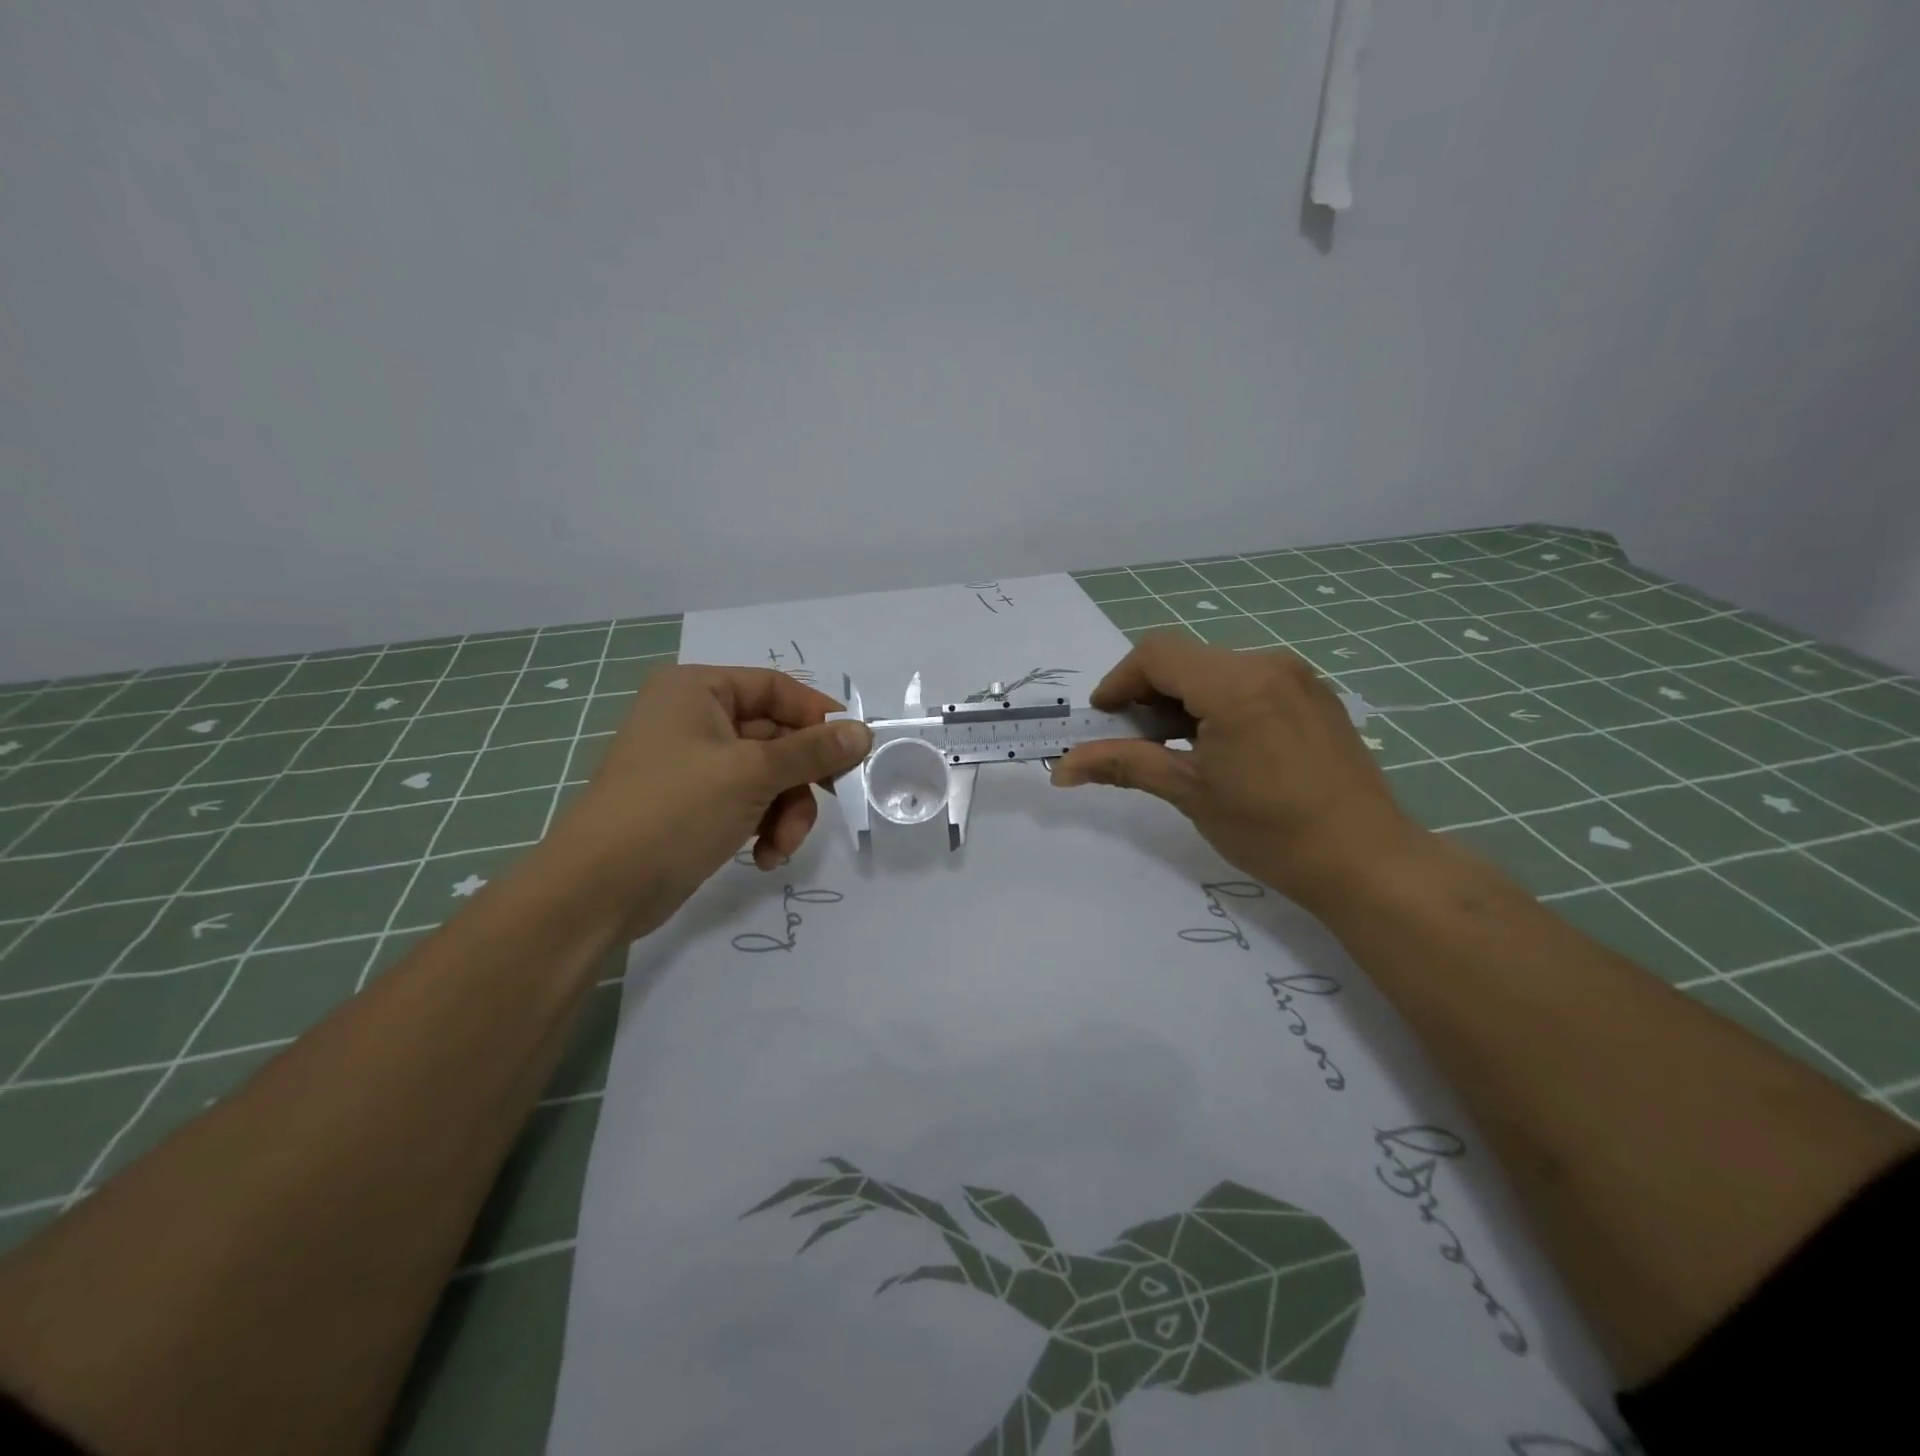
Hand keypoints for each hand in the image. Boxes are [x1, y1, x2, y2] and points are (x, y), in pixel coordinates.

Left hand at [548, 665, 872, 938]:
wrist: (599, 890)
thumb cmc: (674, 810)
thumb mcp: (752, 774)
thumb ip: (812, 751)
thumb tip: (864, 732)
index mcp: (697, 690)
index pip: (776, 688)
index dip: (818, 716)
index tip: (855, 749)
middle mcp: (694, 719)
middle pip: (777, 736)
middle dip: (801, 779)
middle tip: (837, 800)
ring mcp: (694, 764)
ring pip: (769, 776)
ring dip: (786, 811)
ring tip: (781, 845)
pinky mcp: (696, 804)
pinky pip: (750, 802)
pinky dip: (764, 826)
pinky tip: (764, 856)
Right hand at [1050, 633, 1424, 911]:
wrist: (1366, 860)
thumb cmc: (1270, 830)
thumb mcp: (1188, 792)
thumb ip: (1123, 764)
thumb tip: (1061, 768)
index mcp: (1236, 683)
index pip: (1156, 654)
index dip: (1118, 682)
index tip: (1103, 722)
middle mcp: (1268, 663)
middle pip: (1185, 658)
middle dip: (1148, 694)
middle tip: (1136, 743)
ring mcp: (1298, 677)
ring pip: (1216, 670)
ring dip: (1182, 700)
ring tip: (1177, 750)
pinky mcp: (1314, 696)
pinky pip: (1249, 682)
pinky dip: (1218, 703)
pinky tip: (1220, 748)